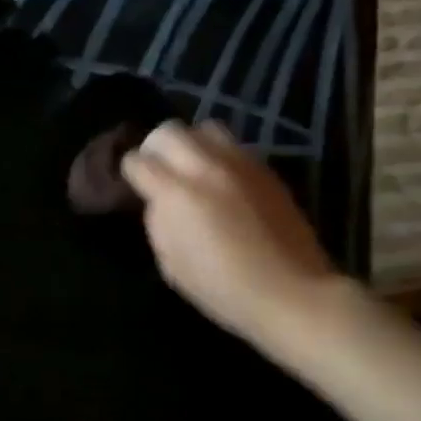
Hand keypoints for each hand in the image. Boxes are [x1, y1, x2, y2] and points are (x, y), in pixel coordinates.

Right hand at [119, 120, 343, 359]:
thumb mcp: (171, 264)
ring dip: (191, 144)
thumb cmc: (221, 289)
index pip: (138, 161)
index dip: (130, 172)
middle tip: (158, 171)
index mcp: (176, 194)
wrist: (290, 292)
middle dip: (155, 148)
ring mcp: (240, 165)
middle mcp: (206, 168)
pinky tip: (221, 182)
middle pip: (168, 131)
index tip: (133, 185)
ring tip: (192, 168)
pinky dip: (219, 156)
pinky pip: (234, 147)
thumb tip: (159, 202)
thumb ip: (158, 223)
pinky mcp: (266, 170)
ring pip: (204, 128)